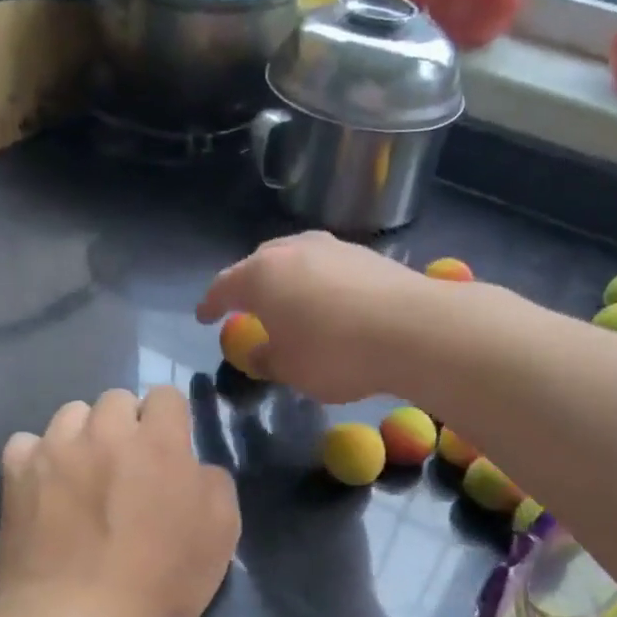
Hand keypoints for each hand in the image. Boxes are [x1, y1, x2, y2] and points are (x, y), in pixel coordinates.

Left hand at [0, 387, 239, 616]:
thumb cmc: (158, 584)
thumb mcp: (220, 538)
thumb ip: (215, 485)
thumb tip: (196, 466)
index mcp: (158, 443)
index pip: (166, 396)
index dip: (171, 420)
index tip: (169, 452)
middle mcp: (105, 433)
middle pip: (117, 399)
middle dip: (127, 424)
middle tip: (128, 467)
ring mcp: (55, 450)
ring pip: (71, 414)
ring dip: (84, 434)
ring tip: (84, 473)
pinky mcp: (16, 475)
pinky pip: (26, 443)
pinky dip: (38, 458)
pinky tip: (45, 486)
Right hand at [195, 233, 431, 402]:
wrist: (413, 329)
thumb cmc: (335, 353)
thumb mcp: (290, 369)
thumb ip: (266, 358)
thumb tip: (259, 352)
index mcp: (261, 276)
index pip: (224, 286)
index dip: (210, 304)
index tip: (204, 316)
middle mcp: (293, 250)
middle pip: (260, 264)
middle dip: (249, 285)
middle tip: (247, 307)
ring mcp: (332, 247)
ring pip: (297, 260)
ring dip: (287, 281)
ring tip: (289, 304)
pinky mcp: (366, 254)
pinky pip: (328, 267)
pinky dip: (319, 283)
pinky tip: (329, 304)